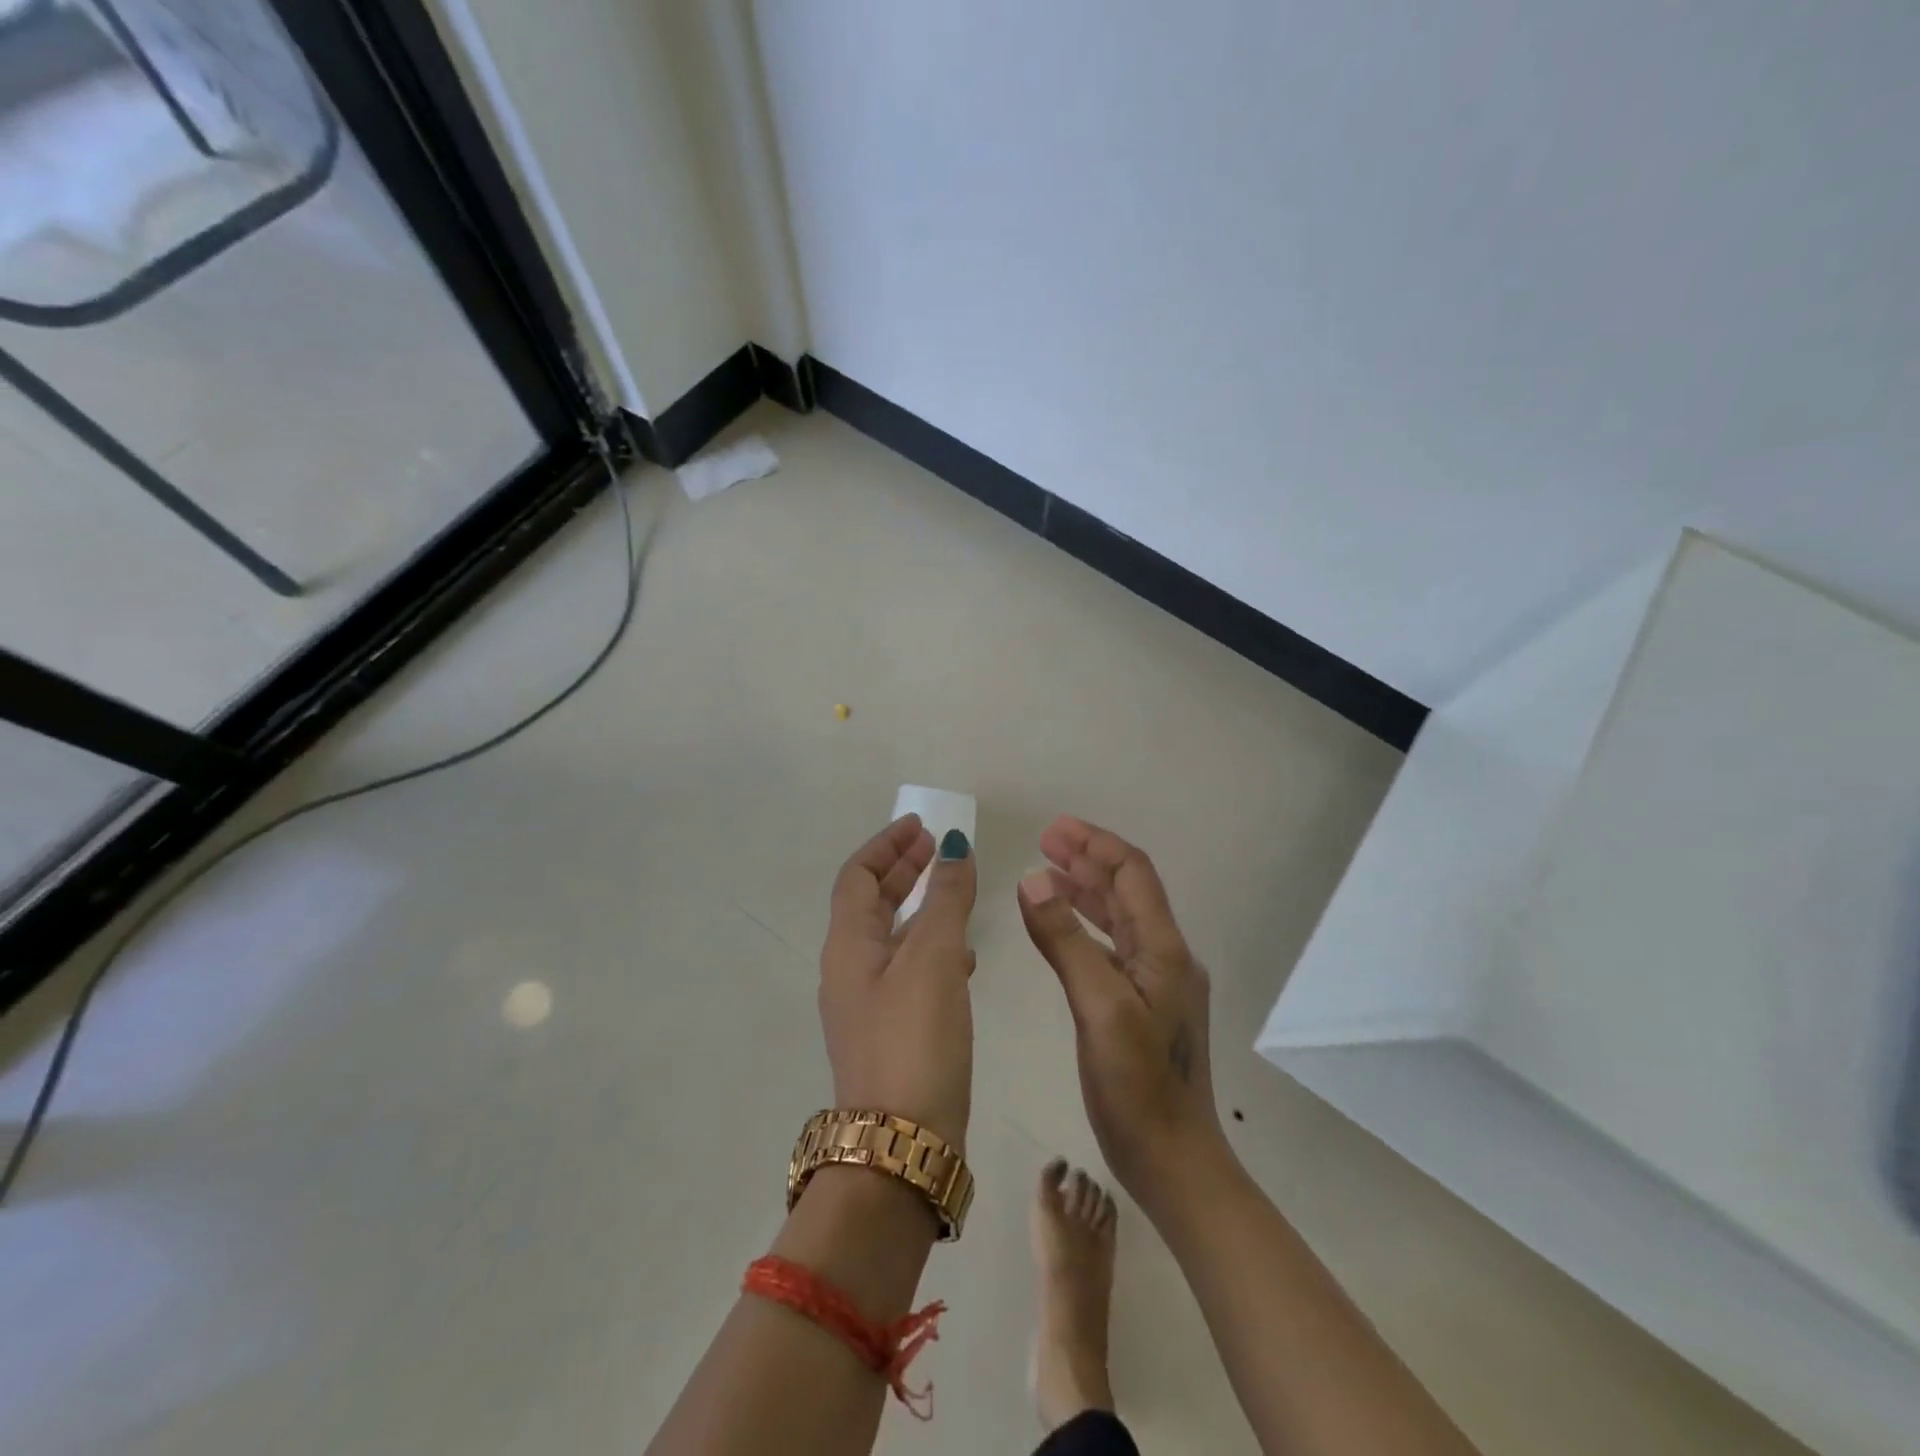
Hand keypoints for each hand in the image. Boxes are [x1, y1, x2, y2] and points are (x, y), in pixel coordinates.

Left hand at [818, 815, 977, 1149]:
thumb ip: (947, 899)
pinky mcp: (892, 1032)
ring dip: (920, 907)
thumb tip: (955, 846)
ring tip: (957, 893)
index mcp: (848, 945)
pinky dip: (932, 947)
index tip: (922, 827)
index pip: (858, 876)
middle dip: (904, 870)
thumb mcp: (934, 957)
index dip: (887, 845)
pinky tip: (965, 958)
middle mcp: (849, 970)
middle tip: (939, 849)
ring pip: (892, 936)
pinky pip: (908, 969)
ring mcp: (868, 1004)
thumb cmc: (914, 1037)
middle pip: (872, 902)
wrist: (902, 1143)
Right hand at [1018, 815, 1227, 1204]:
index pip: (1133, 874)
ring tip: (1047, 872)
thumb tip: (1032, 879)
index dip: (1095, 845)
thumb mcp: (1099, 1008)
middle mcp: (1165, 957)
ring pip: (1118, 918)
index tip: (1054, 829)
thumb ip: (1066, 941)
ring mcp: (1156, 983)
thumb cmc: (1139, 1088)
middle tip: (1045, 842)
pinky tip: (1059, 929)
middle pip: (1127, 890)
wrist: (1175, 1163)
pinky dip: (1084, 927)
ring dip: (1085, 890)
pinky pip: (1111, 948)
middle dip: (1088, 860)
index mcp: (1164, 950)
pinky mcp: (1142, 1006)